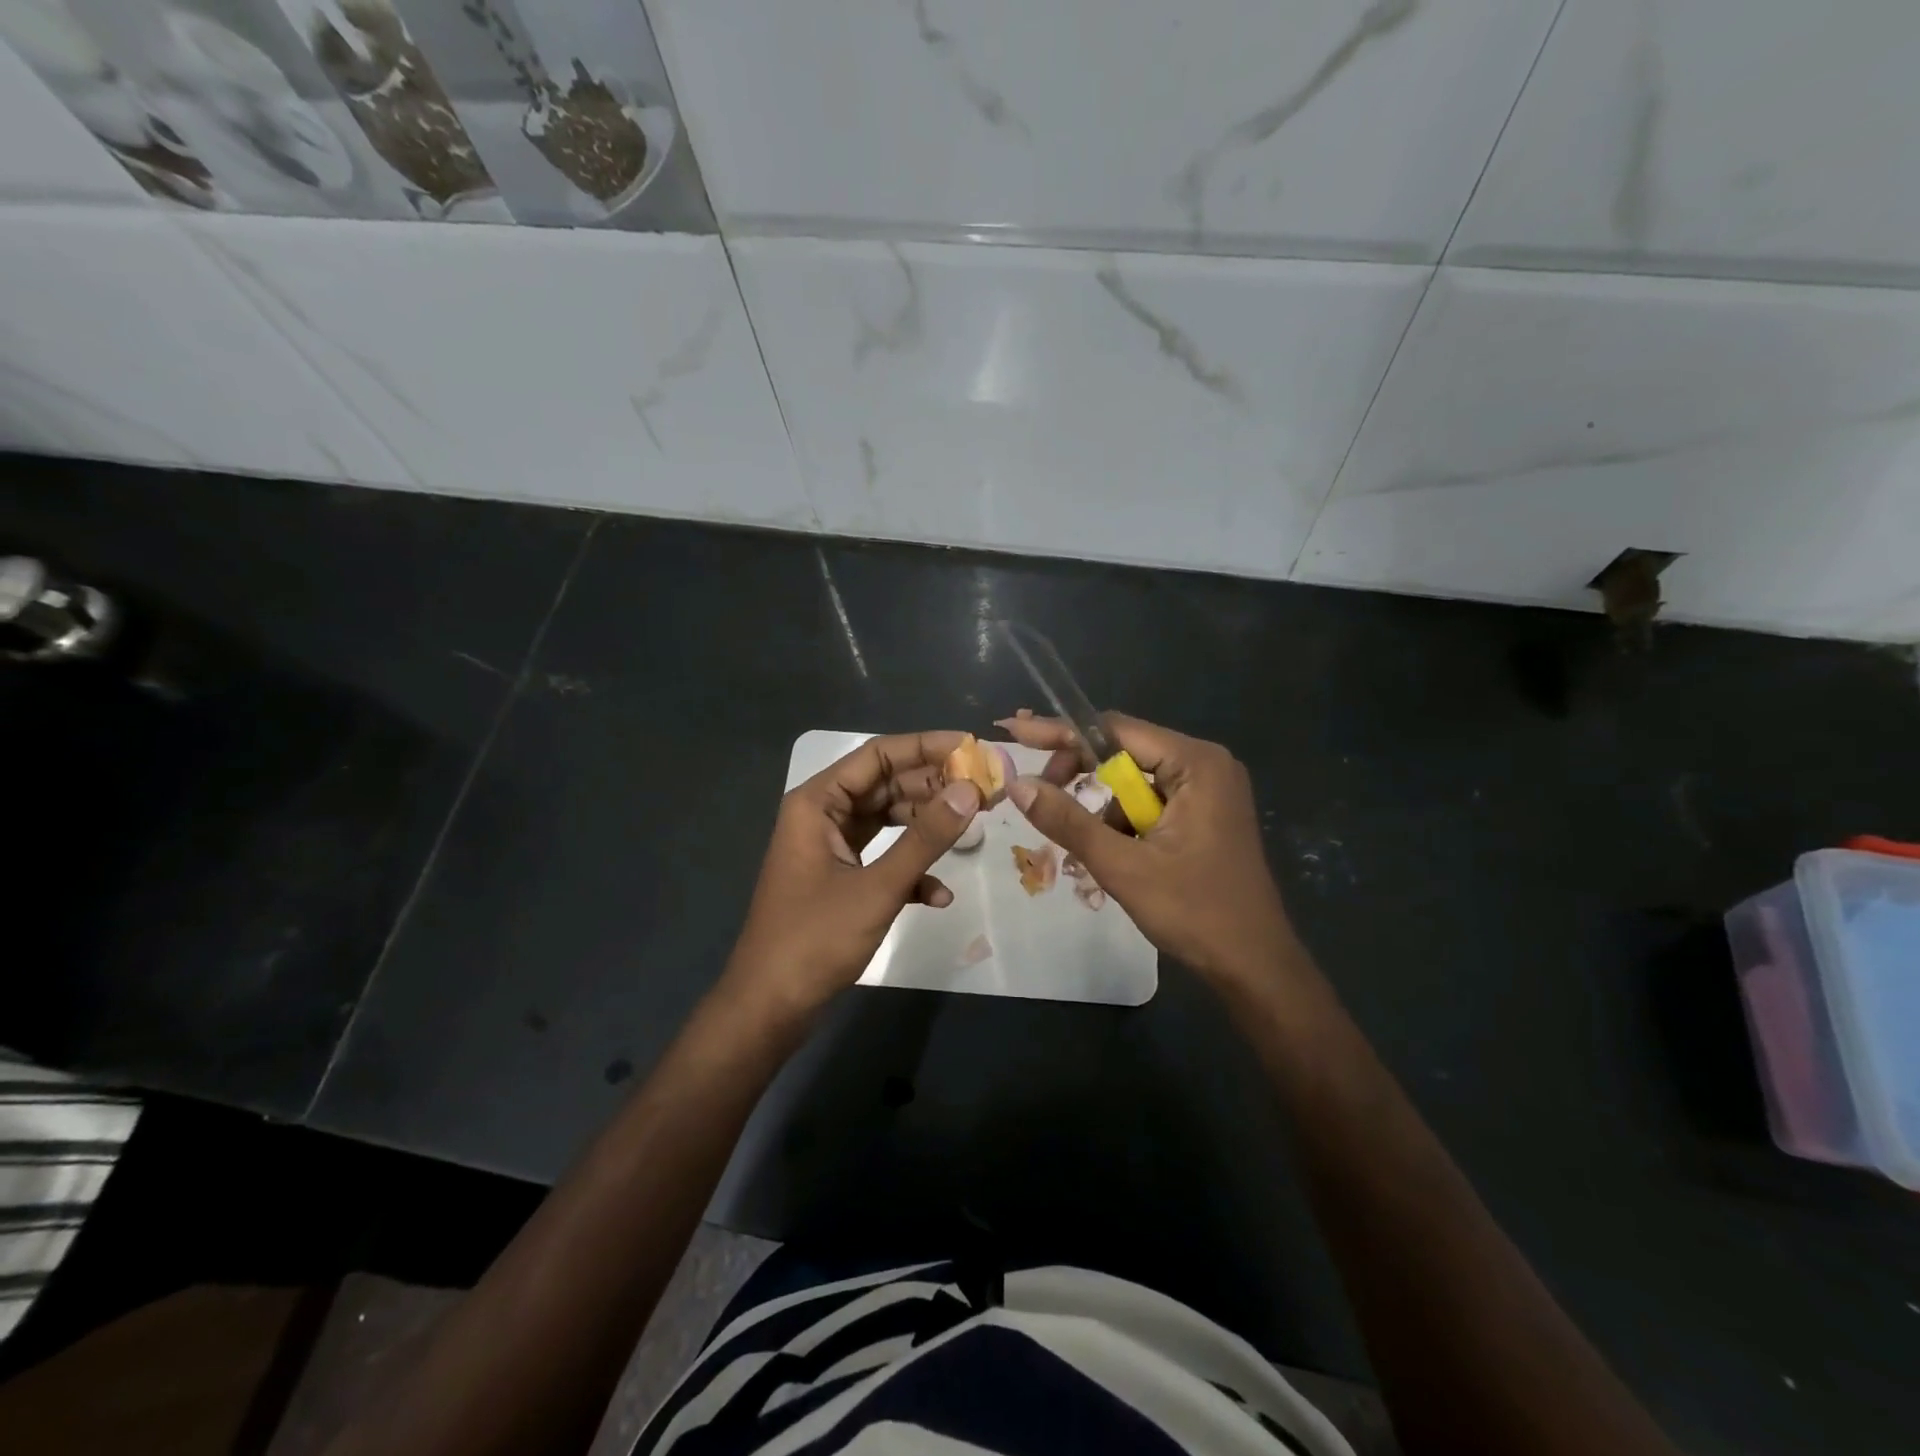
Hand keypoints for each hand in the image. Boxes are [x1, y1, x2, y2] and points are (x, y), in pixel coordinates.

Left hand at [726, 731, 981, 1013]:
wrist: (770, 1007)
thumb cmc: (815, 939)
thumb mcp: (877, 887)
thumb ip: (925, 838)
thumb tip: (971, 791)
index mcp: (818, 803)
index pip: (877, 755)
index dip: (926, 746)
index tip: (971, 747)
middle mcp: (822, 816)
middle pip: (885, 785)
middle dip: (934, 788)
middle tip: (983, 790)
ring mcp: (830, 849)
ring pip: (887, 822)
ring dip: (926, 828)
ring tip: (974, 829)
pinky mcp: (839, 879)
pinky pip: (881, 859)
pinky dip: (910, 871)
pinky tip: (939, 895)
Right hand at [998, 711, 1299, 994]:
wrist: (1254, 966)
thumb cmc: (1195, 912)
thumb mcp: (1123, 866)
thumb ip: (1068, 820)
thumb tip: (1017, 784)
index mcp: (1195, 763)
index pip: (1114, 731)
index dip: (1061, 734)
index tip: (1016, 733)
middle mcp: (1204, 764)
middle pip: (1123, 752)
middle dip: (1078, 774)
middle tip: (1038, 796)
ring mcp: (1207, 790)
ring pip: (1131, 782)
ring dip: (1100, 808)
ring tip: (1083, 844)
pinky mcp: (1203, 814)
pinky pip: (1147, 803)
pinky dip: (1121, 823)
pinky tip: (1109, 852)